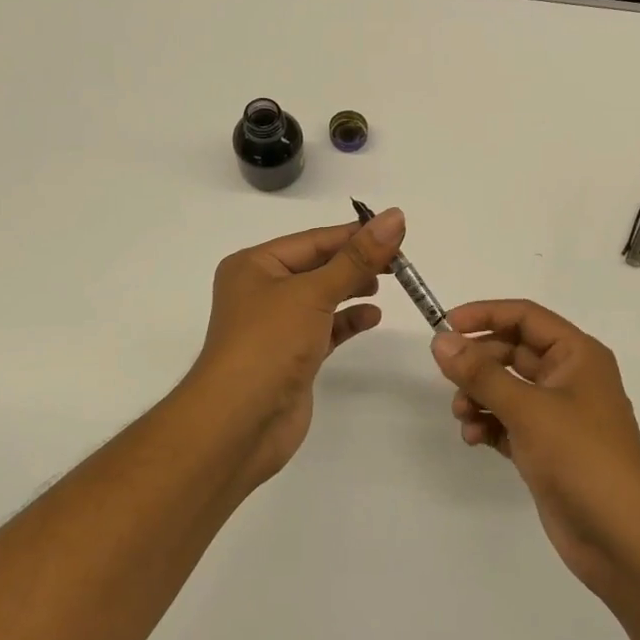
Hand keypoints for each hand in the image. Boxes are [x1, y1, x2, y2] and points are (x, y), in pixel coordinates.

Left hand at [185, 208, 406, 486]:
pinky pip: (326, 328)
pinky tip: (372, 317)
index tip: (396, 230)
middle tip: (400, 262)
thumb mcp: (314, 292)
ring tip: (388, 285)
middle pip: (318, 266)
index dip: (354, 234)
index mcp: (255, 265)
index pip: (313, 240)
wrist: (240, 423)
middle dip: (357, 262)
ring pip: (323, 297)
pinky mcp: (292, 356)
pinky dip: (348, 320)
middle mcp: (262, 291)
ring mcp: (276, 326)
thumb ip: (357, 257)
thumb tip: (395, 217)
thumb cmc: (269, 344)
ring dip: (353, 289)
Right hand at [431, 300, 639, 600]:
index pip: (525, 317)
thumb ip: (480, 374)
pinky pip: (508, 422)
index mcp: (577, 355)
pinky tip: (473, 438)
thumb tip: (440, 341)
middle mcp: (569, 378)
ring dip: (479, 396)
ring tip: (463, 416)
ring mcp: (558, 416)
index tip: (444, 326)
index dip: (484, 315)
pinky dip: (488, 425)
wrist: (622, 538)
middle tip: (448, 378)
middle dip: (478, 363)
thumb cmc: (582, 458)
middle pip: (513, 352)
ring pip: (507, 389)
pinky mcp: (547, 449)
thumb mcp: (528, 409)